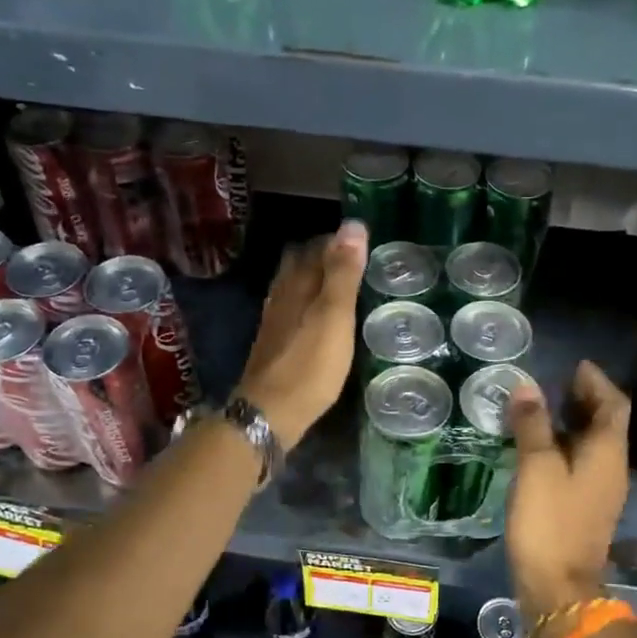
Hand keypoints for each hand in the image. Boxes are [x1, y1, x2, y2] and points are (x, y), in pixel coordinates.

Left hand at [234, 220, 367, 447]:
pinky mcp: (275, 345)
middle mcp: (282, 296)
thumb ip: (343, 273)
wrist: (270, 412)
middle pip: (300, 264)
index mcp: (297, 284)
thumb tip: (353, 225)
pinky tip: (320, 319)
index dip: (339, 241)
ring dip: (316, 281)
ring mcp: (275, 321)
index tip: (365, 243)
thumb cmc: (309, 365)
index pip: (317, 247)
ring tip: (343, 287)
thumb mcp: (334, 316)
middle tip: (357, 263)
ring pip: (295, 288)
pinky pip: (293, 311)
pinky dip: (309, 304)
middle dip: (325, 257)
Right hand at [505, 362, 630, 635]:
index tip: (576, 365)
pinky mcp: (585, 508)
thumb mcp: (537, 467)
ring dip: (574, 422)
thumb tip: (527, 386)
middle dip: (586, 399)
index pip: (613, 405)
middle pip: (606, 423)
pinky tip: (540, 447)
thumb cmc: (549, 522)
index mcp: (607, 453)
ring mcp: (600, 491)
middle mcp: (611, 468)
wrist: (558, 587)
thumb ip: (533, 424)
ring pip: (593, 444)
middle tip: (556, 382)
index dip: (597, 382)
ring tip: (543, 408)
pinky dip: (565, 445)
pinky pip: (581, 464)